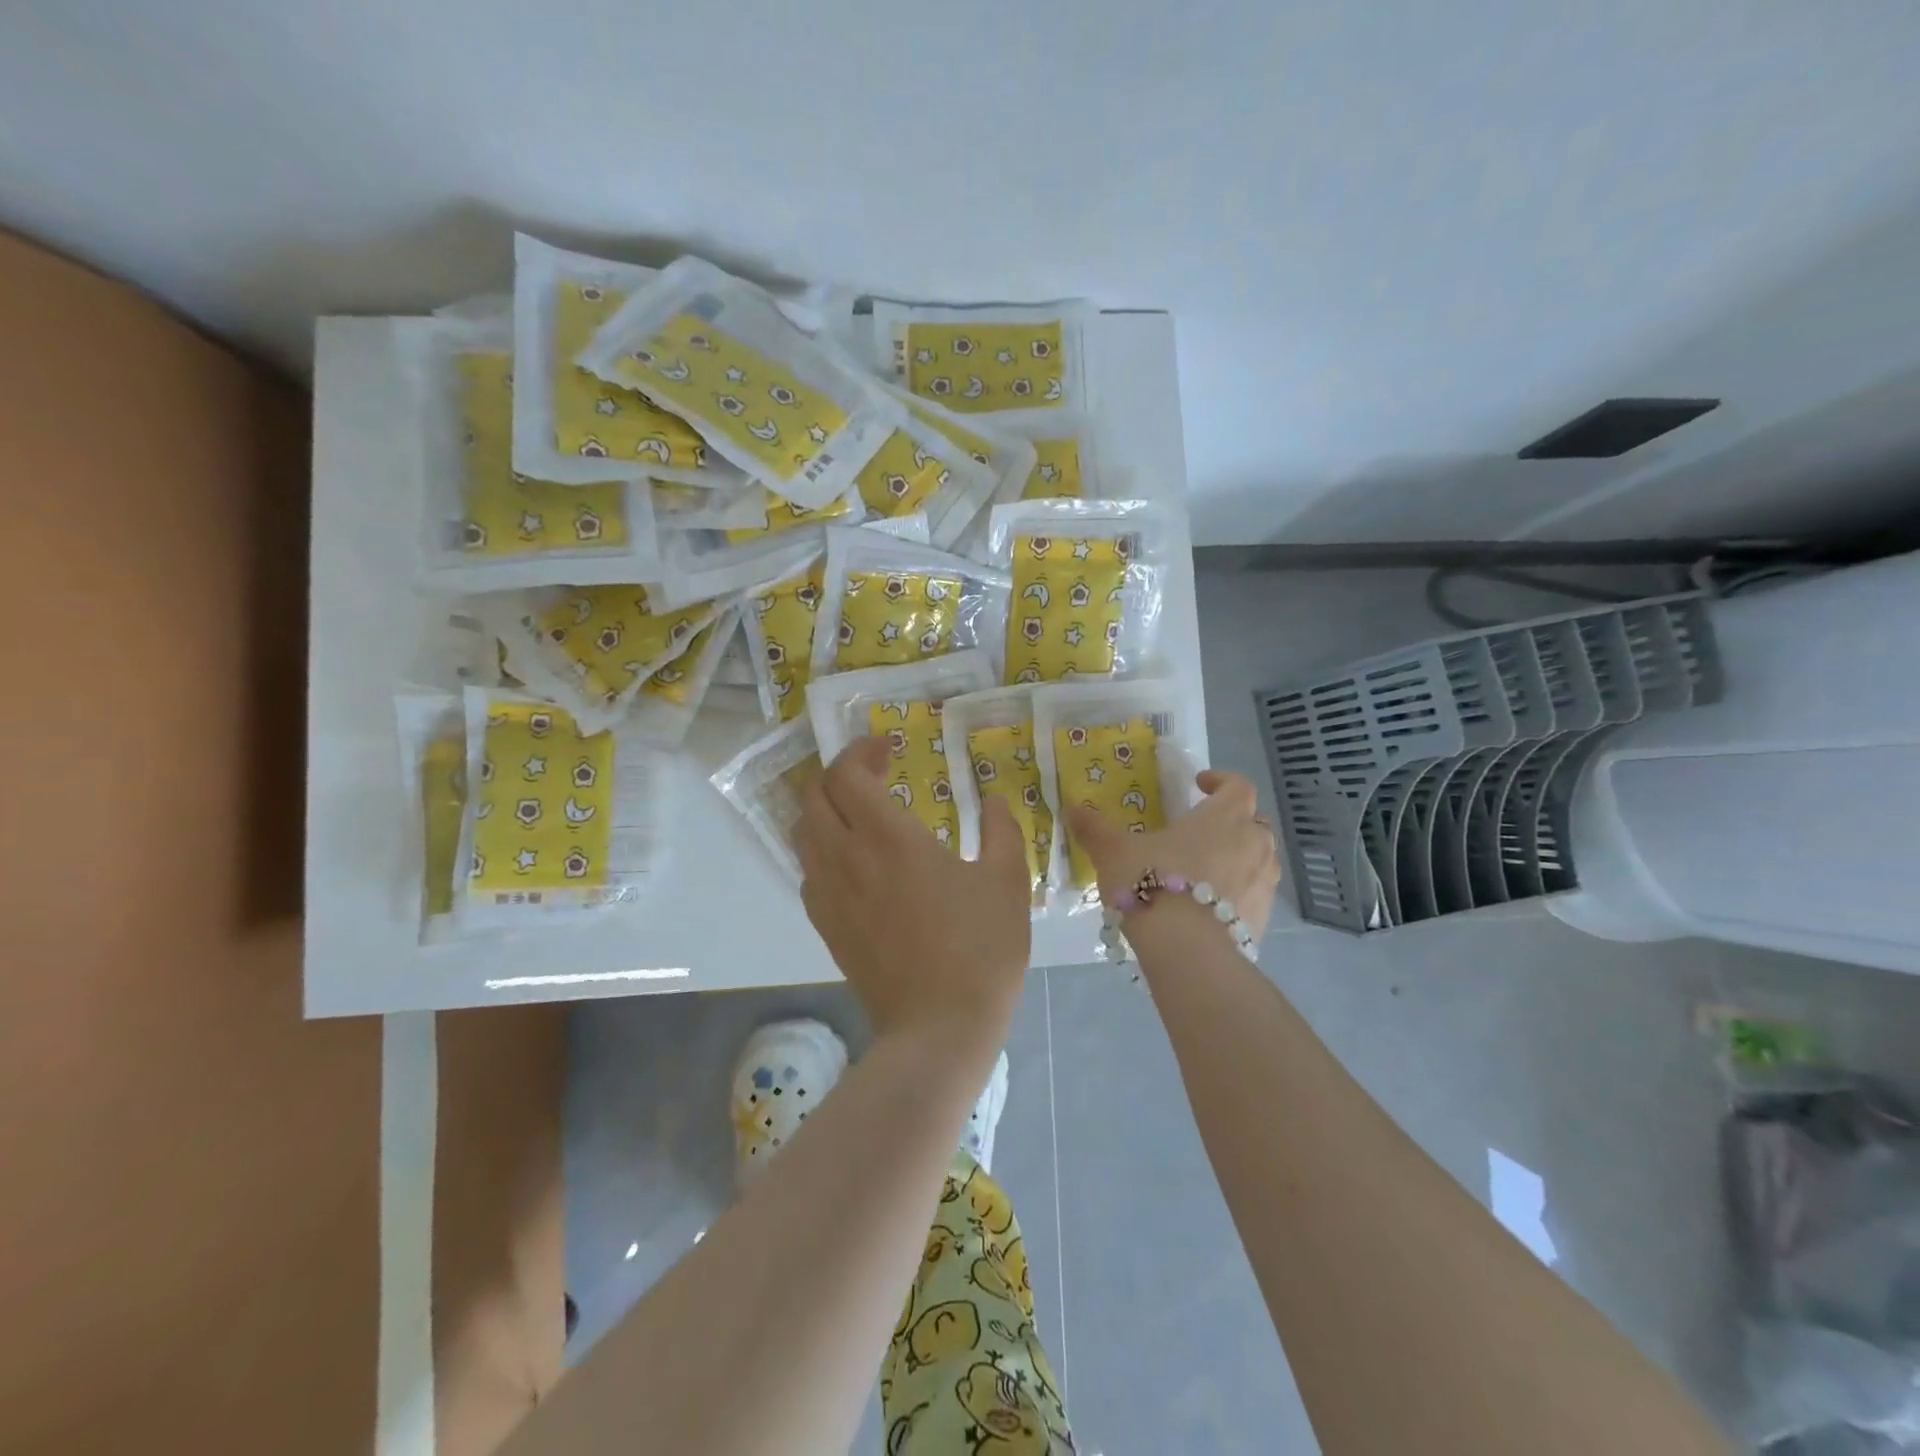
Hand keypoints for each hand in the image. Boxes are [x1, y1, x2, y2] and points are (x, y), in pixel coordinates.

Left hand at [796, 736, 1031, 1051]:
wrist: (939, 1028)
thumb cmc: (980, 949)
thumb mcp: (1007, 881)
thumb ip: (1001, 830)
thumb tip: (992, 800)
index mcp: (888, 837)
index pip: (847, 774)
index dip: (860, 751)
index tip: (888, 748)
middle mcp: (847, 857)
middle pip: (814, 796)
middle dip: (838, 774)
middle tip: (874, 774)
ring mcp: (830, 894)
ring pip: (803, 833)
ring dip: (825, 809)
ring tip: (860, 812)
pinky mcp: (826, 926)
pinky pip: (809, 871)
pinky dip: (822, 849)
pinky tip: (854, 862)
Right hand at [1064, 769, 1282, 938]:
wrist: (1187, 950)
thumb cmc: (1152, 884)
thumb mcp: (1113, 852)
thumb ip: (1094, 829)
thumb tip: (1070, 809)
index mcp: (1223, 817)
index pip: (1238, 785)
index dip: (1221, 780)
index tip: (1199, 784)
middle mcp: (1252, 844)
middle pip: (1254, 822)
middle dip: (1233, 821)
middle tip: (1202, 830)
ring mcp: (1263, 883)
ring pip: (1260, 859)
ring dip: (1239, 857)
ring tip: (1207, 869)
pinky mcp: (1262, 919)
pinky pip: (1255, 895)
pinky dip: (1238, 893)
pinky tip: (1210, 908)